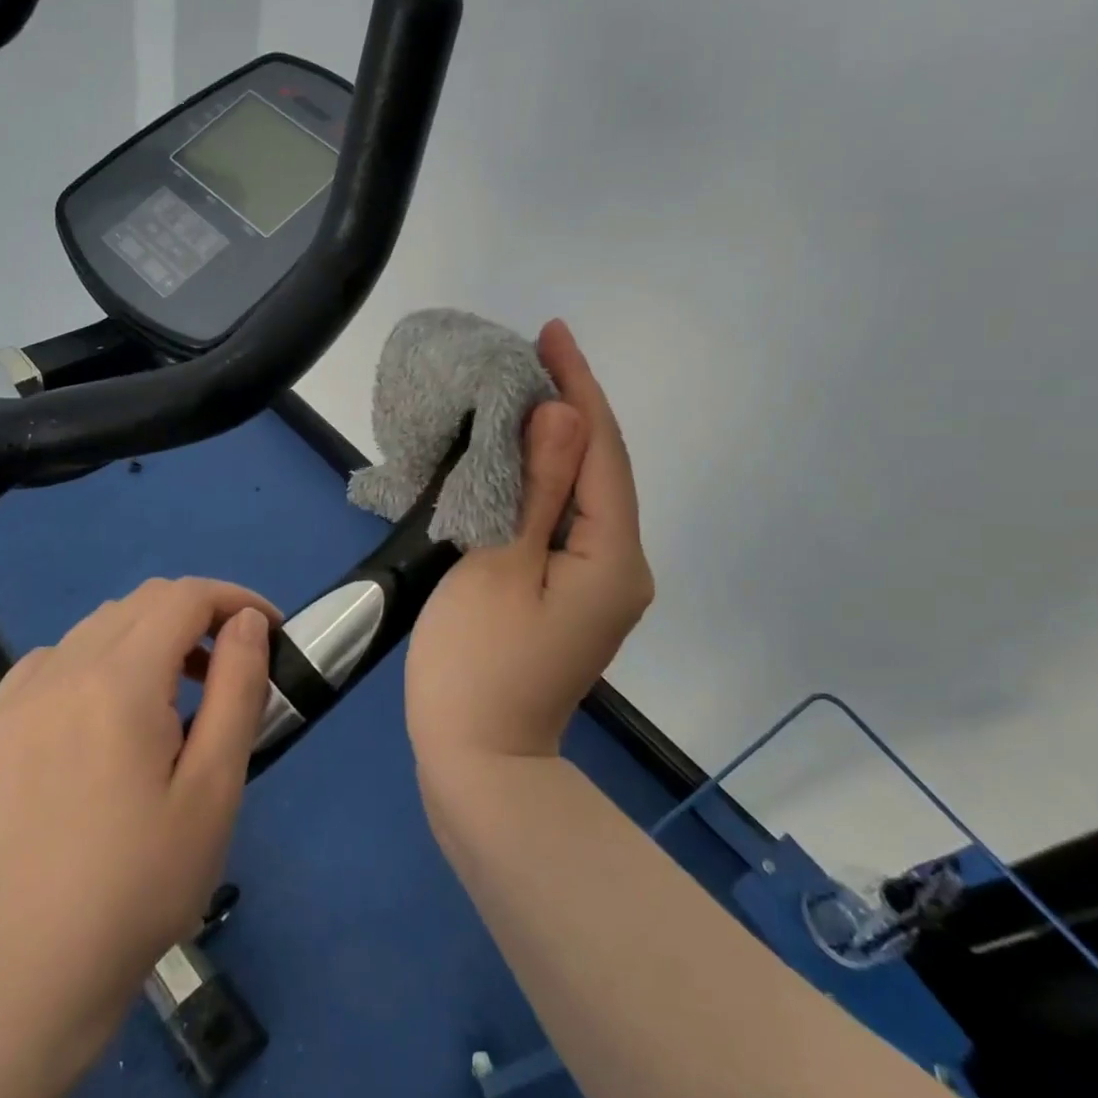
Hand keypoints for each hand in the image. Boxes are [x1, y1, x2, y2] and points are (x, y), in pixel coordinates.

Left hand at [0, 577, 277, 1016]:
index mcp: (118, 686)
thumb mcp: (217, 785)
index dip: (234, 599)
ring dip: (148, 636)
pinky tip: (105, 712)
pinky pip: (53, 658)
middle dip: (196, 615)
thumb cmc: (150, 877)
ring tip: (172, 692)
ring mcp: (15, 699)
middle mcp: (59, 673)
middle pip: (142, 602)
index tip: (266, 629)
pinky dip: (95, 660)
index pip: (184, 598)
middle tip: (226, 666)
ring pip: (98, 625)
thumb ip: (237, 686)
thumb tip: (244, 620)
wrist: (48, 962)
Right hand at [405, 320, 653, 769]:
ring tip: (523, 388)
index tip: (553, 331)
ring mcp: (599, 585)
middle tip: (532, 352)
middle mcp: (621, 565)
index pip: (602, 449)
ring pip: (582, 493)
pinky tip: (519, 456)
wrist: (477, 765)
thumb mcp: (499, 566)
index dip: (578, 386)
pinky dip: (543, 481)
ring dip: (556, 441)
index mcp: (612, 555)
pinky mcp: (572, 596)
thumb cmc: (476, 666)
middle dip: (571, 406)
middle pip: (601, 468)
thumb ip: (536, 487)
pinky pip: (564, 520)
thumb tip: (564, 411)